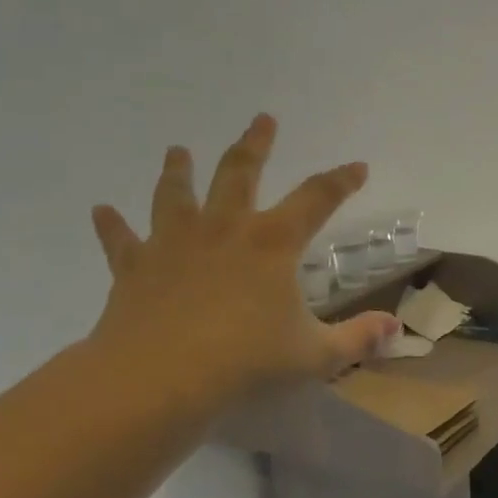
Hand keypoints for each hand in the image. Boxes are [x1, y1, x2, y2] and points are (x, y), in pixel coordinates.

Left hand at [86, 116, 398, 424]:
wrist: (158, 378)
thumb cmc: (246, 361)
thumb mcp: (315, 355)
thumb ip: (357, 339)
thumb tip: (395, 329)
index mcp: (273, 243)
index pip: (317, 199)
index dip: (340, 181)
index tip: (357, 166)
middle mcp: (224, 229)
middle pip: (240, 172)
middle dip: (255, 144)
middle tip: (262, 119)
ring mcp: (174, 243)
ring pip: (176, 194)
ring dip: (178, 170)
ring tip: (177, 150)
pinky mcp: (135, 266)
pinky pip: (122, 239)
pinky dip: (112, 225)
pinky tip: (101, 210)